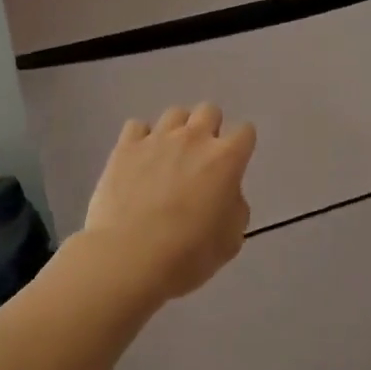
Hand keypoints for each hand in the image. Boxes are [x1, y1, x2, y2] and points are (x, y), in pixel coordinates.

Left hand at [82, 103, 254, 304]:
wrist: (129, 258)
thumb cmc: (188, 255)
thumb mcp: (231, 240)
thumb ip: (235, 208)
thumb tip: (226, 195)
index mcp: (226, 159)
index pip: (245, 132)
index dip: (241, 147)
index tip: (234, 165)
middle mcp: (194, 138)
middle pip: (209, 111)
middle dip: (210, 129)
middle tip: (201, 159)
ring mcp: (157, 139)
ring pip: (175, 114)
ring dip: (177, 131)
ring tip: (169, 157)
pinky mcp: (125, 147)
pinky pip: (137, 127)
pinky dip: (141, 139)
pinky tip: (139, 160)